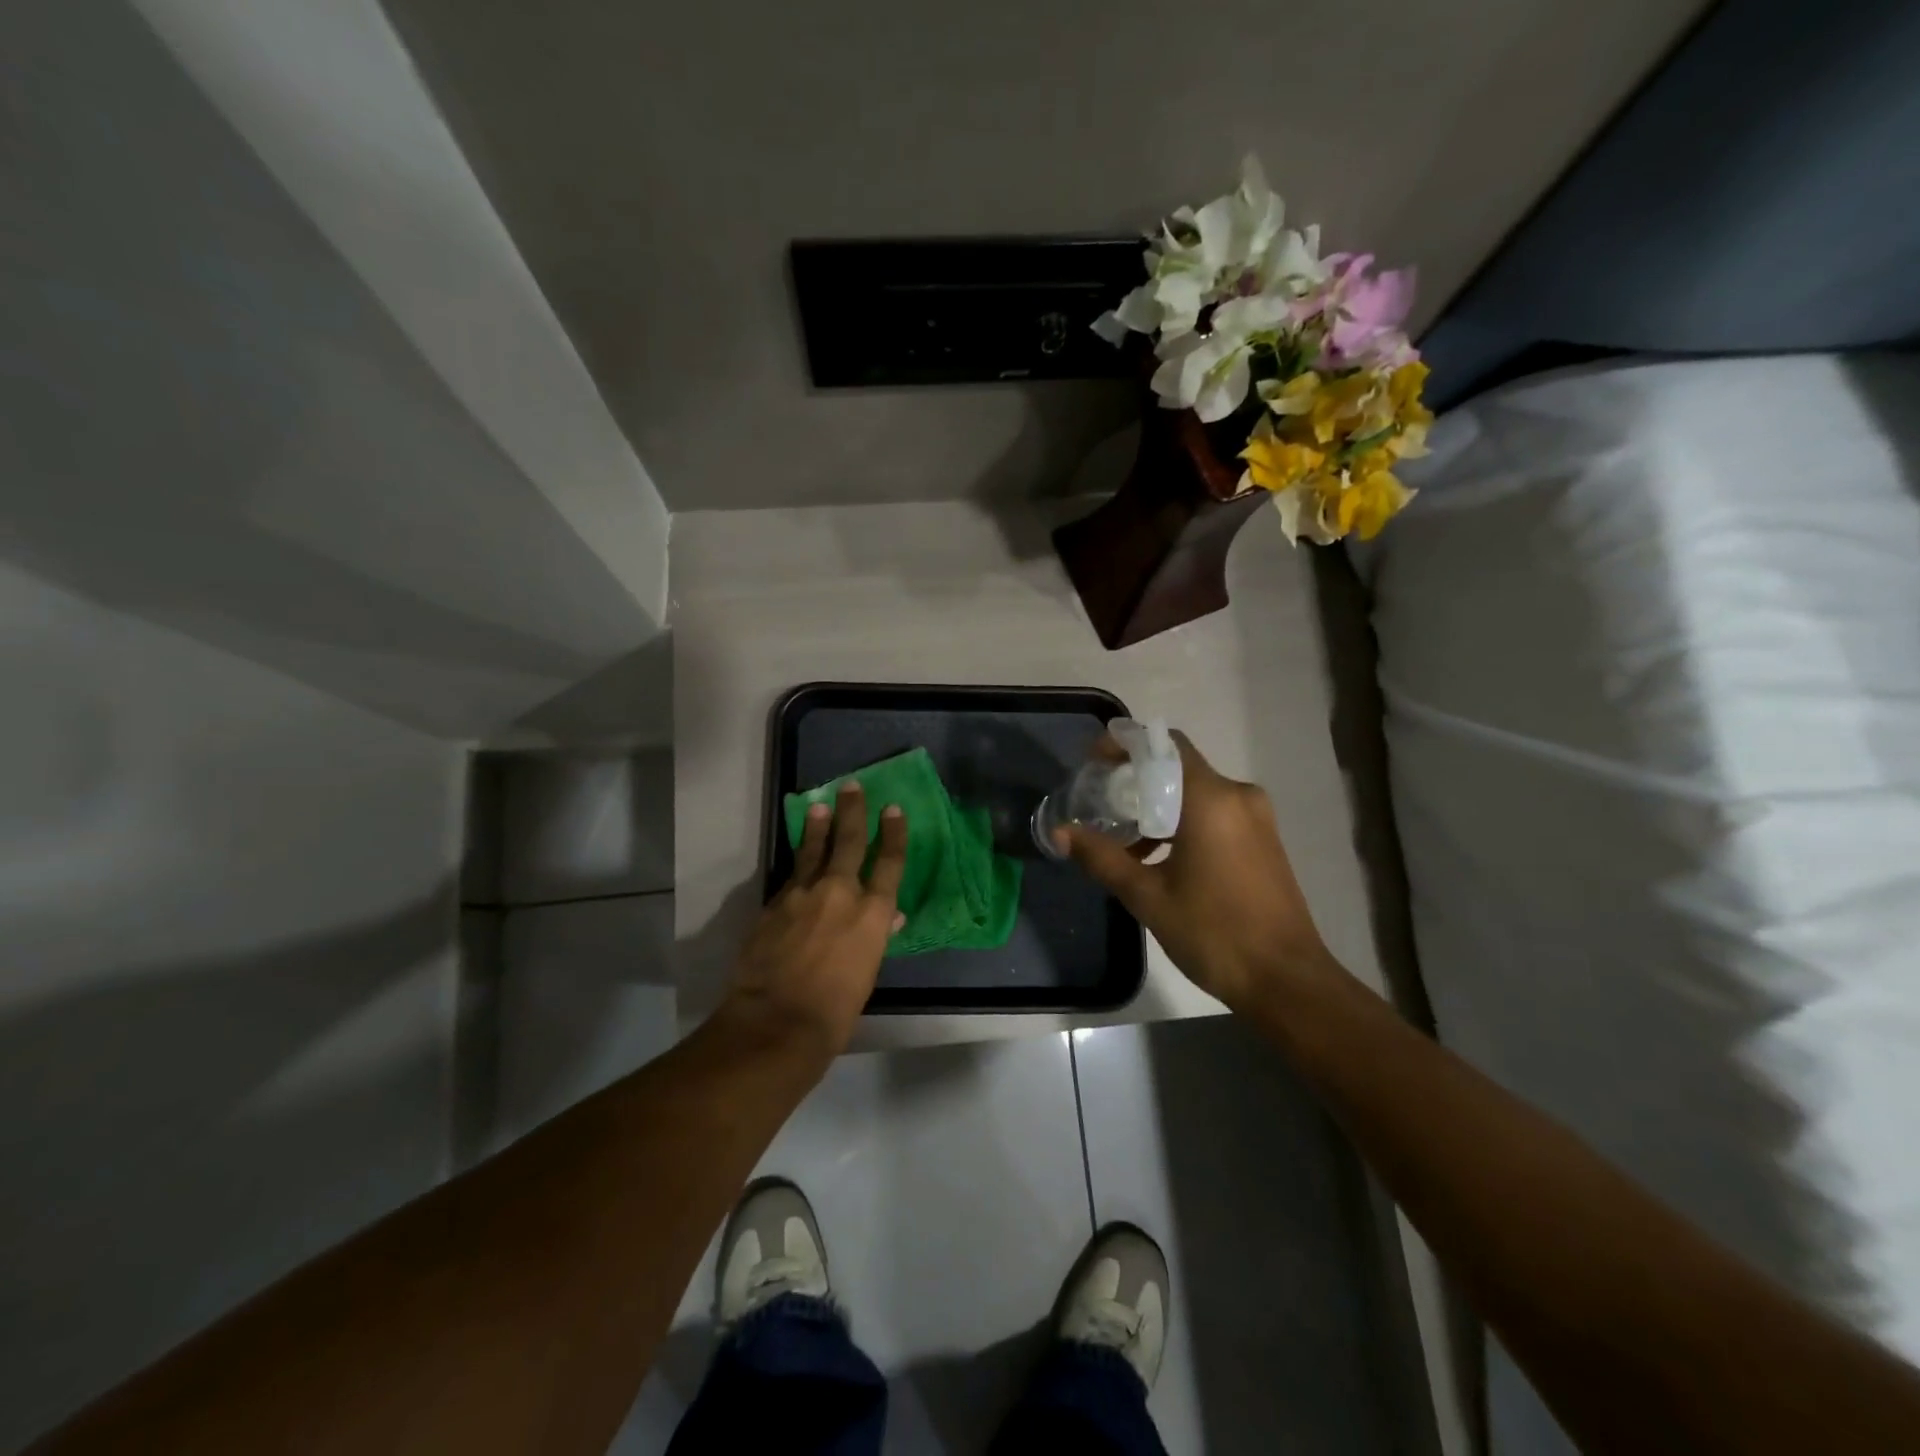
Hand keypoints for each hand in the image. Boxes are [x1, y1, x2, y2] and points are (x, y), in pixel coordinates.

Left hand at [721, 780, 906, 1057]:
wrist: (777, 1021)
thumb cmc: (835, 1009)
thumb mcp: (867, 973)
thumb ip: (876, 936)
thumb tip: (891, 916)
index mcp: (872, 913)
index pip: (889, 863)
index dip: (893, 834)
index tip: (893, 810)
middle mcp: (840, 893)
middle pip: (849, 842)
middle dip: (853, 812)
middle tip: (852, 787)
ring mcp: (803, 895)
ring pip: (813, 851)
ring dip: (819, 827)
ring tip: (821, 806)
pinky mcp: (774, 904)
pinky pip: (791, 876)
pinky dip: (797, 864)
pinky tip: (797, 859)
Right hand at [1057, 732, 1334, 1012]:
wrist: (1286, 980)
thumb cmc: (1214, 932)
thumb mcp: (1147, 896)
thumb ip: (1101, 857)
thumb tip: (1060, 833)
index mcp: (1211, 799)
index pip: (1164, 746)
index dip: (1125, 745)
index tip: (1094, 761)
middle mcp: (1238, 796)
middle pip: (1178, 768)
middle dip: (1135, 779)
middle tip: (1100, 800)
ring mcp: (1256, 818)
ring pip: (1196, 792)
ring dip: (1158, 805)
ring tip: (1122, 836)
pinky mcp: (1263, 840)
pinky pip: (1215, 813)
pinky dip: (1182, 821)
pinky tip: (1157, 856)